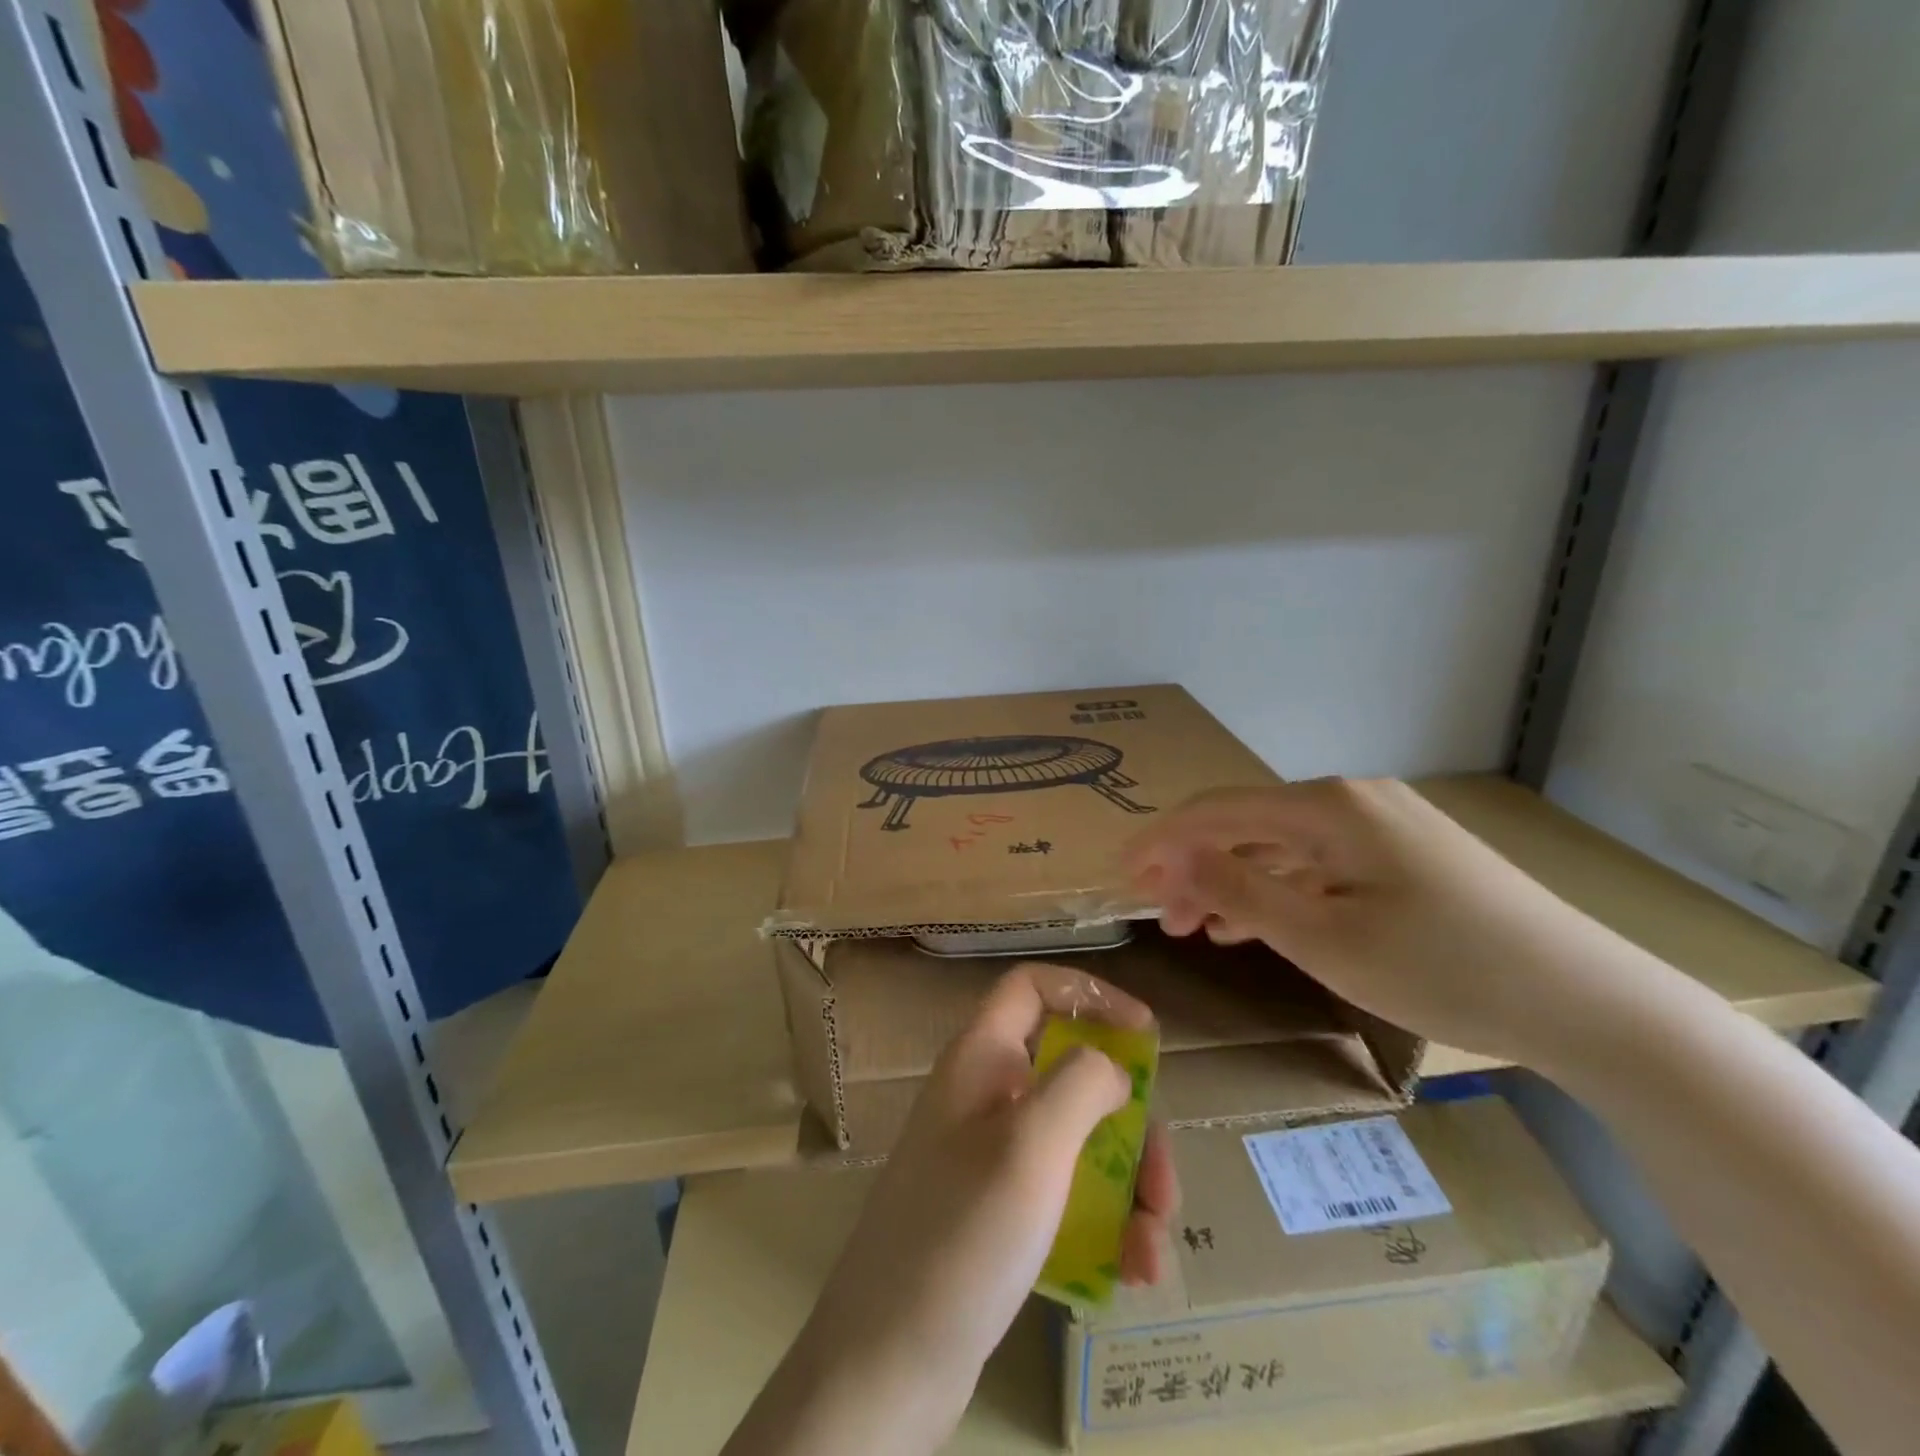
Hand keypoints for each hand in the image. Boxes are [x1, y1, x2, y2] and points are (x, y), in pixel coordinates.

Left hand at [729, 963, 1177, 1455]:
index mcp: (981, 1058)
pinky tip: (1130, 1270)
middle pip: (1071, 1072)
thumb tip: (1111, 1066)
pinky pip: (1064, 1194)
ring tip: (1153, 1248)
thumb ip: (1079, 1084)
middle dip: (1130, 1122)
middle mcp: (984, 1095)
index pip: (1032, 988)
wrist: (887, 1362)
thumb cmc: (962, 1235)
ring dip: (1127, 1185)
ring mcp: (988, 1155)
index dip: (1090, 995)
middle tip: (1164, 1183)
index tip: (1145, 1034)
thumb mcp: (1031, 1146)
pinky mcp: (997, 1212)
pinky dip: (1104, 1223)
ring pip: (1077, 1140)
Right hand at [1122, 778, 1620, 1069]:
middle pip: (1246, 825)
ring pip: (1280, 847)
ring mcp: (1382, 824)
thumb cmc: (1445, 970)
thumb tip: (1173, 854)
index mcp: (1327, 807)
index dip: (1161, 841)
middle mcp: (1351, 800)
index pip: (1217, 811)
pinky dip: (1278, 891)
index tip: (1120, 874)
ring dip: (1232, 882)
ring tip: (1193, 927)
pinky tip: (1254, 924)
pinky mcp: (1405, 855)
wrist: (1590, 1002)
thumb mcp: (1324, 938)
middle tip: (1155, 912)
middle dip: (1193, 865)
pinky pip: (1318, 864)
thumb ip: (1239, 891)